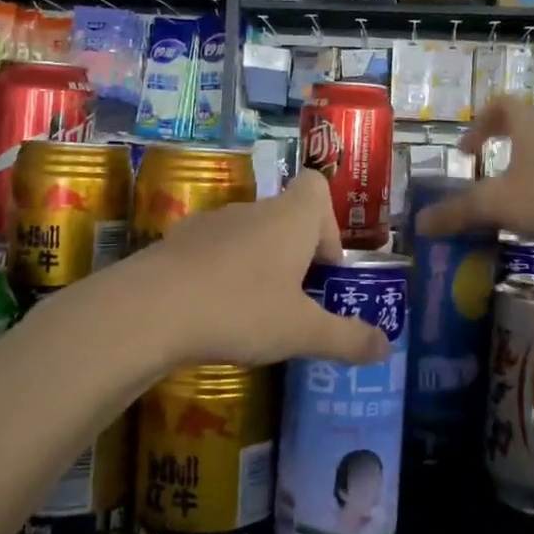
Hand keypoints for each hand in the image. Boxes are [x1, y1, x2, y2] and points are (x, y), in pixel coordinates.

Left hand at [135, 171, 389, 368]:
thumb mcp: (302, 332)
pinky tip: (214, 315)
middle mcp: (252, 210)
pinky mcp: (176, 244)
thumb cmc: (241, 309)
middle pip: (284, 217)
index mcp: (290, 218)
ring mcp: (210, 224)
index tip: (323, 268)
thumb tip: (386, 347)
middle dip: (296, 256)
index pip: (316, 187)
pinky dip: (221, 275)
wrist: (148, 310)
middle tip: (296, 303)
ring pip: (248, 236)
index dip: (328, 223)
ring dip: (258, 266)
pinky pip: (213, 252)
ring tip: (255, 315)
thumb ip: (347, 339)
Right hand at [414, 97, 533, 250]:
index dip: (479, 123)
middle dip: (498, 149)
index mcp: (532, 125)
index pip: (502, 105)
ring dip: (519, 174)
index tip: (465, 150)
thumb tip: (419, 223)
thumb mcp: (494, 204)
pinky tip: (531, 222)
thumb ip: (456, 212)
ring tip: (502, 203)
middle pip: (523, 130)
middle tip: (479, 174)